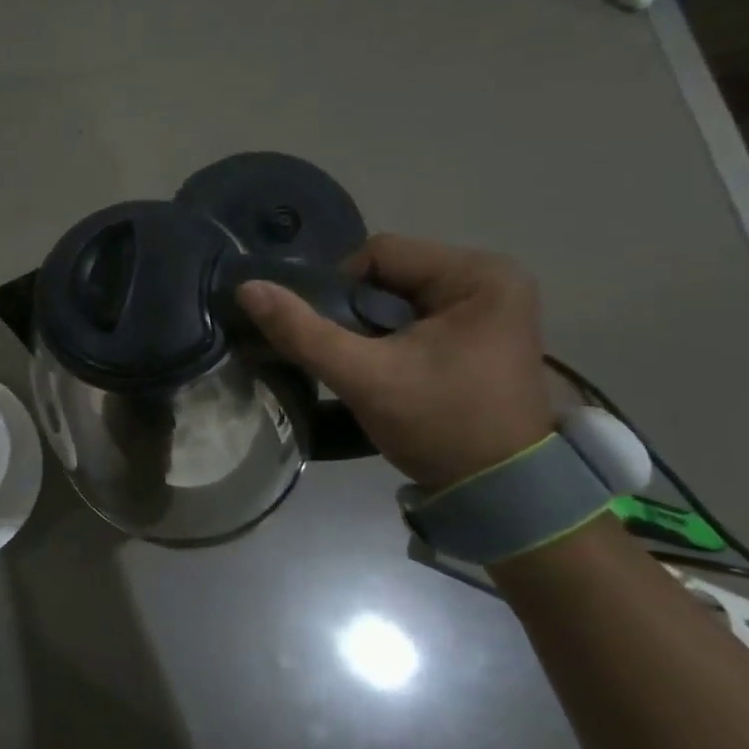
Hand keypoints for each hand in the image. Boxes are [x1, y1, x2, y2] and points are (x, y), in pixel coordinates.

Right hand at [237, 233, 553, 488]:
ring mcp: (492, 305)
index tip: (339, 341)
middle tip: (354, 358)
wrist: (503, 493)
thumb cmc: (442, 425)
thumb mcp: (365, 377)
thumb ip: (303, 331)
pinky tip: (392, 369)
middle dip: (358, 314)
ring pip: (397, 296)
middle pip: (388, 274)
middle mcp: (492, 277)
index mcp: (478, 274)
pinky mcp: (483, 331)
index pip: (378, 255)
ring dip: (372, 328)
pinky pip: (416, 315)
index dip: (341, 292)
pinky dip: (392, 338)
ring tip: (371, 367)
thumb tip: (246, 288)